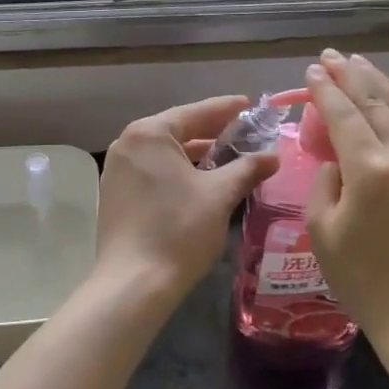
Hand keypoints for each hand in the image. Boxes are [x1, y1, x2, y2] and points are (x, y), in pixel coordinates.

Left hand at [96, 95, 279, 300]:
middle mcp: (127, 143)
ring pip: (164, 152)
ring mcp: (117, 169)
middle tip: (244, 131)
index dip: (225, 109)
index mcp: (149, 134)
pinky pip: (153, 170)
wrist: (133, 283)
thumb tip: (273, 157)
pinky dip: (177, 170)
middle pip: (177, 130)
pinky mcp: (116, 193)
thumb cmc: (178, 230)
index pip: (194, 112)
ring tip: (227, 155)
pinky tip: (200, 180)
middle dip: (211, 131)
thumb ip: (246, 169)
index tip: (249, 104)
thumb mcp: (219, 195)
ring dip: (195, 153)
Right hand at [304, 51, 388, 345]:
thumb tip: (338, 161)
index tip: (311, 70)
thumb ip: (325, 183)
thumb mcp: (323, 231)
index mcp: (369, 170)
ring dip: (377, 82)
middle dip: (349, 75)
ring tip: (358, 61)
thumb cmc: (364, 280)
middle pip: (374, 103)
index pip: (342, 115)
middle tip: (330, 55)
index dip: (324, 90)